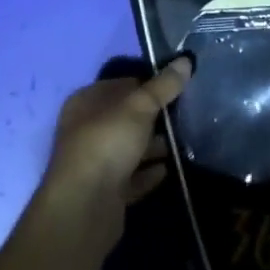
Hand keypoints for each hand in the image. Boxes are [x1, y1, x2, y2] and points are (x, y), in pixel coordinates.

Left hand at [33, 56, 192, 247]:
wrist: (83, 210)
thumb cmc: (107, 144)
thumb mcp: (140, 107)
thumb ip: (163, 86)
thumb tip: (186, 60)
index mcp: (86, 102)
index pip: (122, 84)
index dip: (148, 84)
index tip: (175, 87)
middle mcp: (86, 130)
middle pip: (126, 117)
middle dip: (154, 117)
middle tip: (184, 114)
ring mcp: (95, 163)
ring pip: (130, 148)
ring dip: (153, 146)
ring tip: (182, 141)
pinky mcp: (105, 194)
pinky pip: (132, 177)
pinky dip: (148, 173)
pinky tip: (168, 169)